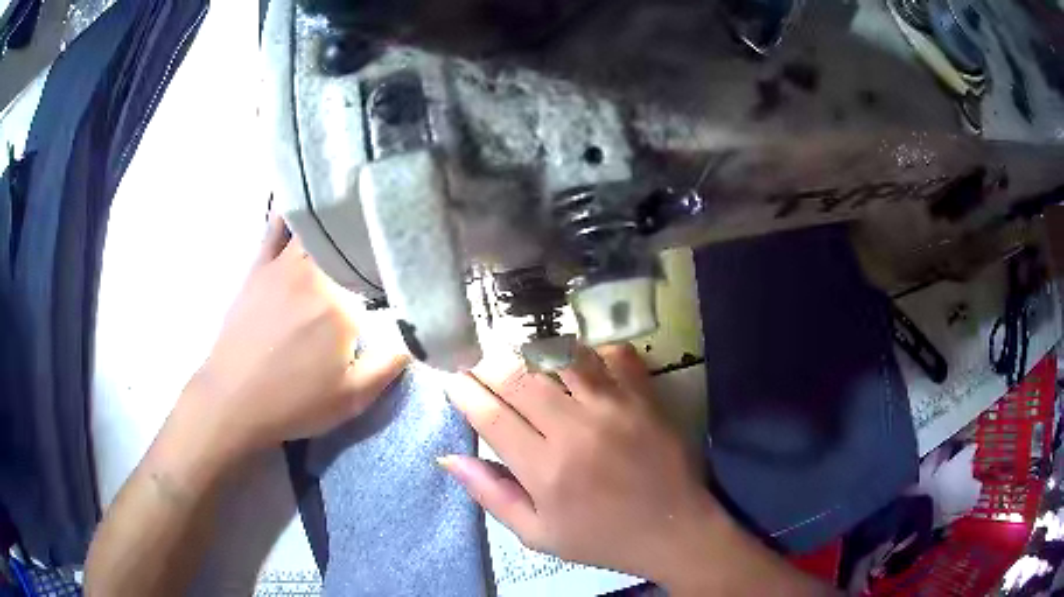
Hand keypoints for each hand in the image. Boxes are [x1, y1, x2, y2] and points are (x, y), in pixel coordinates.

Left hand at [183, 216, 408, 458]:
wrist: (233, 401)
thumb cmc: (294, 402)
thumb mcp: (353, 398)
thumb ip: (391, 364)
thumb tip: (421, 335)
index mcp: (339, 302)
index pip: (378, 269)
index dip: (396, 261)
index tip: (411, 259)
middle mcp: (312, 272)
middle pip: (348, 238)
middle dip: (369, 232)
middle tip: (387, 229)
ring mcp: (281, 264)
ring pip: (314, 225)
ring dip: (336, 217)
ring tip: (356, 204)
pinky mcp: (258, 266)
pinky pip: (276, 227)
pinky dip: (292, 213)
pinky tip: (303, 201)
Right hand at [440, 343, 718, 584]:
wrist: (673, 529)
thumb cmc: (601, 538)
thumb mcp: (537, 533)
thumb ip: (491, 495)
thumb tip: (448, 458)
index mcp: (544, 470)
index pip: (490, 416)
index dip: (464, 392)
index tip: (454, 380)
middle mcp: (575, 430)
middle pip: (519, 378)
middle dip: (489, 365)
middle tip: (481, 365)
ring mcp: (614, 407)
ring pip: (561, 356)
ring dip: (533, 352)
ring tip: (522, 359)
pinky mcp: (645, 396)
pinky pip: (612, 354)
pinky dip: (590, 351)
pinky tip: (579, 363)